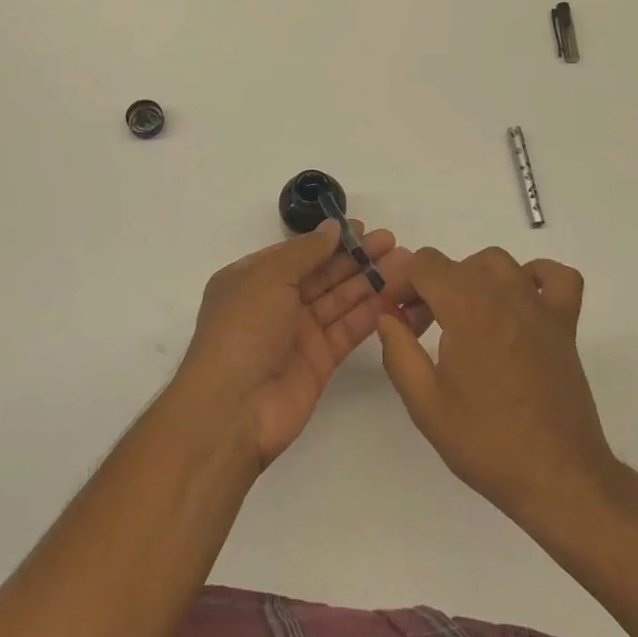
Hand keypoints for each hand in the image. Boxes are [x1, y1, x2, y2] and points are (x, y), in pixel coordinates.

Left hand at [180, 223, 418, 466]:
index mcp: (254, 278)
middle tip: (393, 242)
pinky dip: (370, 313)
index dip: (331, 240)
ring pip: (340, 299)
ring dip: (369, 281)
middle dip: (356, 257)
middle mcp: (276, 302)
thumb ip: (305, 251)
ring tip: (404, 264)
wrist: (234, 409)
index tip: (364, 227)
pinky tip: (394, 296)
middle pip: (323, 274)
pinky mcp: (320, 360)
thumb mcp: (267, 277)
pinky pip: (348, 329)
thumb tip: (332, 228)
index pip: (299, 252)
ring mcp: (299, 333)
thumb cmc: (243, 330)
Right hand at [375, 248, 615, 521]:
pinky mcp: (565, 324)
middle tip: (418, 329)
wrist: (557, 477)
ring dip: (471, 279)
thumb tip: (387, 316)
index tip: (395, 316)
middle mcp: (504, 294)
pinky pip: (556, 277)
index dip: (400, 283)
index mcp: (467, 308)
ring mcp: (539, 306)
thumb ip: (398, 351)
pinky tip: (518, 303)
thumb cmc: (486, 442)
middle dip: (428, 287)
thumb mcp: (425, 404)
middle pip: (456, 263)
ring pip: (498, 263)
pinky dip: (535, 277)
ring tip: (461, 317)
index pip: (424, 264)